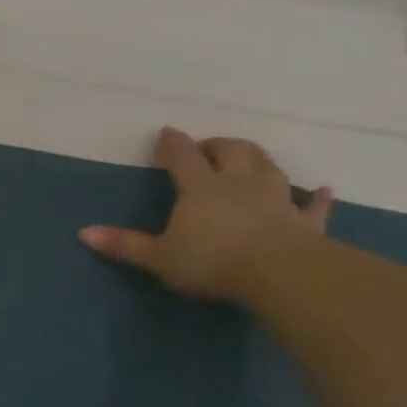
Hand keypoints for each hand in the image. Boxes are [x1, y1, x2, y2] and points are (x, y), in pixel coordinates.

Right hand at [78, 127, 332, 301]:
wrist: (277, 273)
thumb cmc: (210, 262)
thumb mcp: (157, 257)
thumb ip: (124, 244)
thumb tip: (83, 233)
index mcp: (201, 188)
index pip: (184, 157)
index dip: (173, 144)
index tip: (166, 133)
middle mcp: (240, 182)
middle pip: (231, 150)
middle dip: (217, 144)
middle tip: (207, 147)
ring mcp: (277, 198)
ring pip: (268, 165)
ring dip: (256, 158)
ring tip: (247, 157)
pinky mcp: (304, 220)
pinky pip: (313, 204)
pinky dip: (317, 196)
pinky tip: (323, 190)